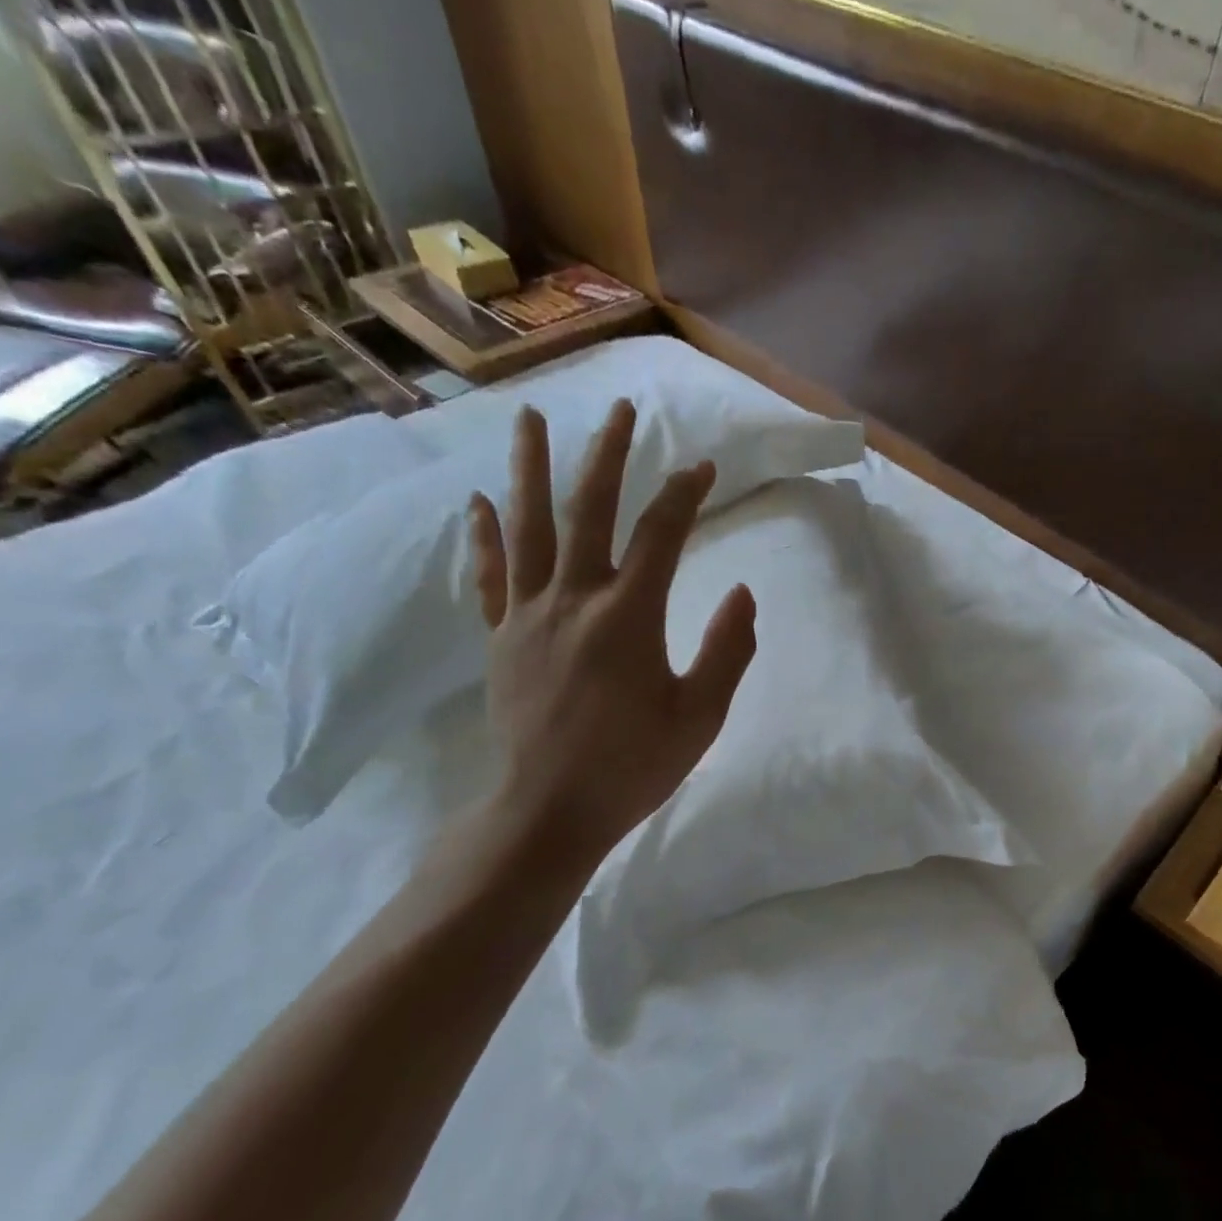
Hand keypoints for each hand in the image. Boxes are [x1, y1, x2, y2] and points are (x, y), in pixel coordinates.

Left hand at [467, 399, 756, 867]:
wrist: (550, 810)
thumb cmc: (635, 766)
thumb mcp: (702, 715)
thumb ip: (727, 650)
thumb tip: (743, 593)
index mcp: (628, 616)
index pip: (660, 535)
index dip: (685, 495)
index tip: (705, 468)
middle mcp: (573, 599)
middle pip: (589, 510)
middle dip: (609, 455)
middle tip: (622, 410)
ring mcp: (527, 615)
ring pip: (528, 527)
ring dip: (531, 469)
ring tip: (530, 419)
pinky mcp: (500, 637)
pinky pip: (490, 575)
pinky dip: (484, 536)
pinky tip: (478, 502)